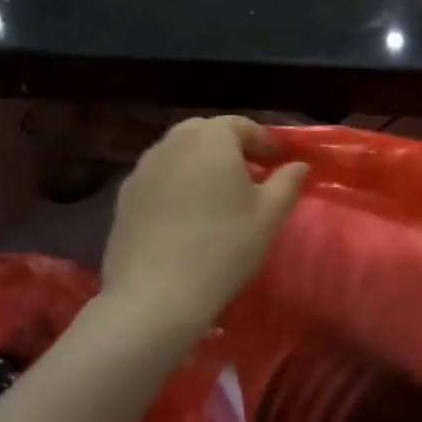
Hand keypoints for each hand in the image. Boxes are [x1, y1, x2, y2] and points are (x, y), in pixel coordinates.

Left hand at [100, 118, 307, 350]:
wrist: (155, 296)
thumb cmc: (224, 245)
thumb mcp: (271, 214)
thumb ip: (288, 182)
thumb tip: (298, 165)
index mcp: (211, 138)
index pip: (242, 125)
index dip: (264, 141)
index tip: (280, 162)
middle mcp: (173, 144)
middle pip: (205, 132)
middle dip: (229, 146)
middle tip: (249, 174)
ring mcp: (142, 171)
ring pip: (178, 154)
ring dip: (200, 164)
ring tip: (218, 195)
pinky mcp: (123, 199)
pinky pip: (158, 179)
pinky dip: (176, 185)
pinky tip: (187, 216)